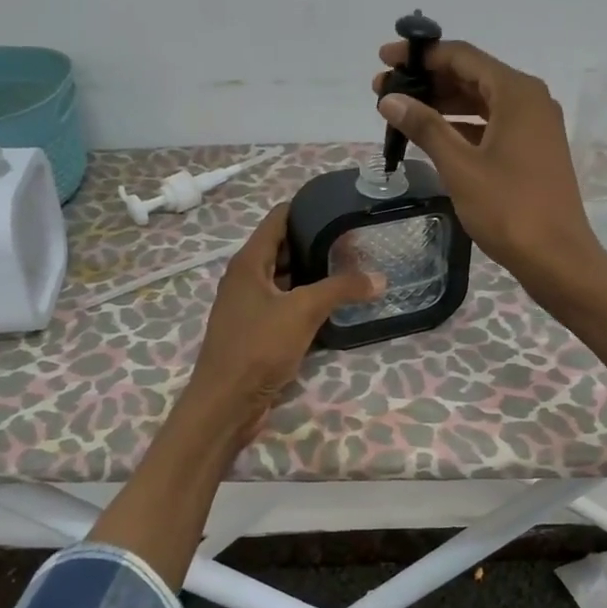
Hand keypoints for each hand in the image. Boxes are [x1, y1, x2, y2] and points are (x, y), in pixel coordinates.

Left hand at [185, 204, 383, 444]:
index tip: (340, 204)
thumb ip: (341, 289)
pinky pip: (287, 305)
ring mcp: (251, 306)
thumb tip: (380, 277)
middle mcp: (247, 279)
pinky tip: (337, 304)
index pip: (278, 219)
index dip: (306, 207)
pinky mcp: (259, 332)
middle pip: (284, 248)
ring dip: (315, 273)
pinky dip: (309, 300)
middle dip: (317, 241)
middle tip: (356, 239)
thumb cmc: (258, 347)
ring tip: (354, 266)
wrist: (227, 403)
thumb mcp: (303, 311)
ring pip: (287, 279)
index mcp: (248, 262)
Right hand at [374, 39, 606, 297]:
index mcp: (517, 92)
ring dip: (442, 105)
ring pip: (481, 102)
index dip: (421, 56)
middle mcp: (530, 100)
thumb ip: (424, 127)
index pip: (462, 56)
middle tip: (384, 92)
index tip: (385, 60)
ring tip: (401, 114)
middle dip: (427, 81)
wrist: (556, 258)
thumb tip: (390, 99)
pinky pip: (491, 125)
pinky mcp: (532, 150)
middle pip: (471, 76)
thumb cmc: (508, 209)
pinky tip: (432, 138)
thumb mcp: (460, 166)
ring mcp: (534, 126)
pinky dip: (461, 127)